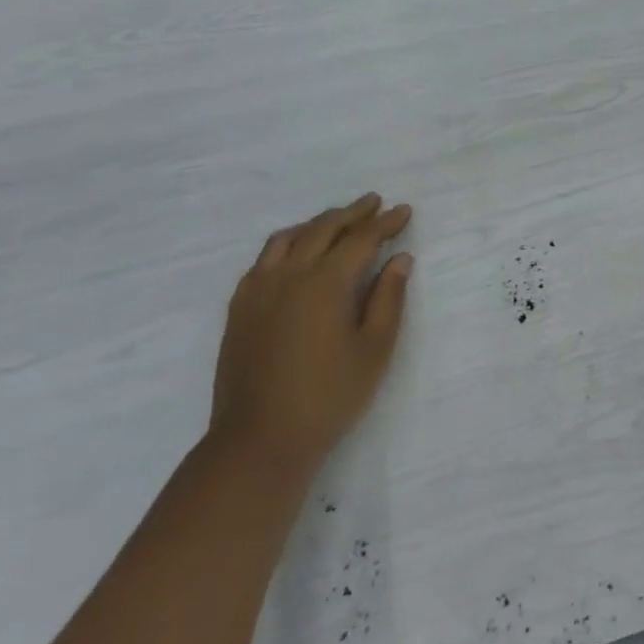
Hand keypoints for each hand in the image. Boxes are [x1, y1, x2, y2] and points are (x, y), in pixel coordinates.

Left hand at [210, 193, 413, 473]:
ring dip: (317, 223)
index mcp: (325, 283)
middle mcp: (289, 275)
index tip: (404, 211)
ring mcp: (257, 290)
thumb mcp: (375, 348)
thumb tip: (400, 259)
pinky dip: (287, 244)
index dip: (385, 223)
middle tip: (374, 203)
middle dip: (352, 213)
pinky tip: (295, 254)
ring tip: (338, 221)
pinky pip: (264, 259)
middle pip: (323, 229)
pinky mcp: (239, 309)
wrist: (260, 440)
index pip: (361, 239)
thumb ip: (389, 298)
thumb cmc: (330, 395)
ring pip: (288, 238)